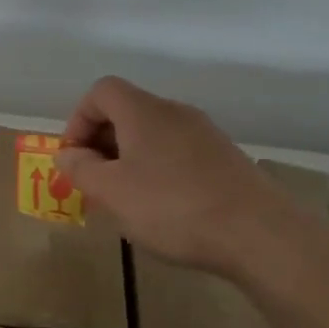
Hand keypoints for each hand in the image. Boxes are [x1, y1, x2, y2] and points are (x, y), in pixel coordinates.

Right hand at [56, 76, 299, 276]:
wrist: (260, 235)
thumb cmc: (172, 207)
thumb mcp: (111, 192)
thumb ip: (80, 169)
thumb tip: (67, 154)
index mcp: (143, 111)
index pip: (101, 92)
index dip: (78, 120)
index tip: (75, 158)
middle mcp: (175, 112)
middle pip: (126, 112)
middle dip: (101, 143)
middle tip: (94, 182)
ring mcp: (205, 135)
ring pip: (152, 135)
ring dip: (129, 160)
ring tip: (126, 200)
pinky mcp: (226, 159)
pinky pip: (177, 153)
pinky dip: (158, 170)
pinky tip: (164, 208)